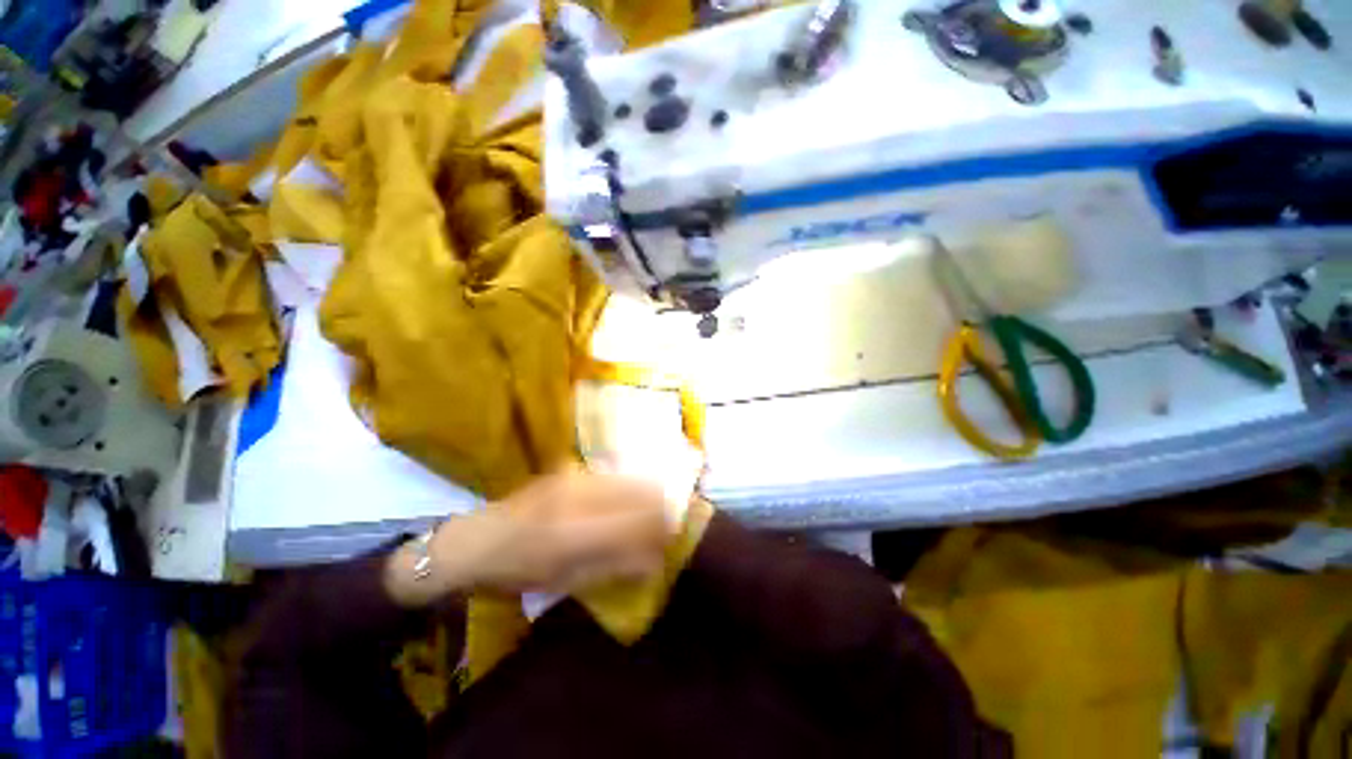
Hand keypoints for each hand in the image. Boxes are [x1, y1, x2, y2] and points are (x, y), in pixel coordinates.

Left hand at [384, 470, 670, 605]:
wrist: (473, 541)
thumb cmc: (515, 573)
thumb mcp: (564, 582)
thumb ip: (613, 568)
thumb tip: (655, 560)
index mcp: (574, 532)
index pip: (637, 521)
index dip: (663, 528)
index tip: (674, 538)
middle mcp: (579, 495)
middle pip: (640, 492)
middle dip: (662, 508)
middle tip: (668, 525)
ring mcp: (574, 477)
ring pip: (629, 480)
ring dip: (648, 496)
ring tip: (653, 514)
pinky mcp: (570, 470)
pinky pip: (614, 477)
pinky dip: (630, 489)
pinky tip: (630, 502)